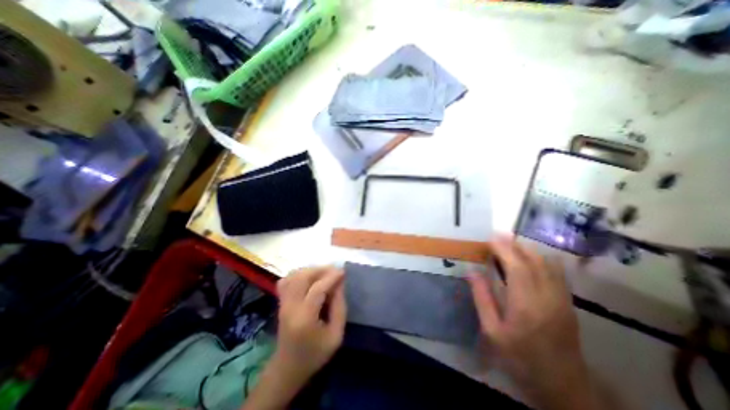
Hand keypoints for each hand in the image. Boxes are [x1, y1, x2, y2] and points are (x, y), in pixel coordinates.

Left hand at [272, 265, 345, 379]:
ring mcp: (282, 303)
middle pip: (302, 277)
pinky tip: (310, 278)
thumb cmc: (315, 354)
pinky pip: (287, 280)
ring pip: (294, 275)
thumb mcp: (336, 335)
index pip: (317, 289)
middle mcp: (290, 307)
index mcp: (305, 319)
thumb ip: (339, 307)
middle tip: (334, 271)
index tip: (343, 272)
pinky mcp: (280, 302)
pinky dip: (299, 274)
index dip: (331, 277)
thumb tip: (339, 283)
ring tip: (324, 274)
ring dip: (311, 270)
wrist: (288, 368)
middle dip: (321, 270)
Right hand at [470, 237, 595, 409]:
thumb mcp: (492, 331)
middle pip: (534, 261)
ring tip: (509, 243)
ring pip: (547, 263)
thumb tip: (472, 272)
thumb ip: (482, 299)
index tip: (489, 238)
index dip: (503, 249)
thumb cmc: (520, 358)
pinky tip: (529, 257)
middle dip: (514, 244)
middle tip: (496, 236)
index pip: (517, 267)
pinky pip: (556, 272)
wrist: (563, 385)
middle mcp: (548, 298)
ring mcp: (562, 299)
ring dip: (527, 249)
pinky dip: (540, 259)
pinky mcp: (568, 302)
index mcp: (526, 305)